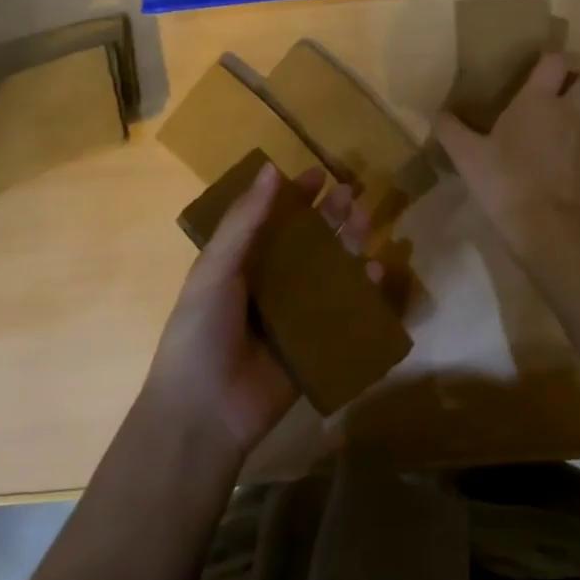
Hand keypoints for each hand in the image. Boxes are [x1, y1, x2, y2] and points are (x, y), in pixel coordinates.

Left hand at [145, 162, 376, 457]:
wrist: (205, 412)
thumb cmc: (202, 330)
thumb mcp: (217, 268)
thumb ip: (245, 220)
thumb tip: (271, 167)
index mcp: (241, 264)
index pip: (272, 220)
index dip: (295, 196)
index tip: (320, 174)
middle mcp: (270, 284)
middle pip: (307, 242)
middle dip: (330, 217)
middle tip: (352, 195)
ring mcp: (294, 315)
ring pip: (329, 272)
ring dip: (349, 246)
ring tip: (366, 224)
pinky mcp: (316, 344)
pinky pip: (344, 312)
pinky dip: (363, 292)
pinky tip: (377, 273)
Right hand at [434, 50, 579, 248]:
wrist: (546, 224)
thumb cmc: (503, 181)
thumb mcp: (466, 155)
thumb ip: (450, 129)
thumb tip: (432, 112)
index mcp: (538, 100)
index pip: (556, 60)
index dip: (553, 56)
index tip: (543, 63)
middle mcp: (571, 111)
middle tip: (569, 83)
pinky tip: (577, 156)